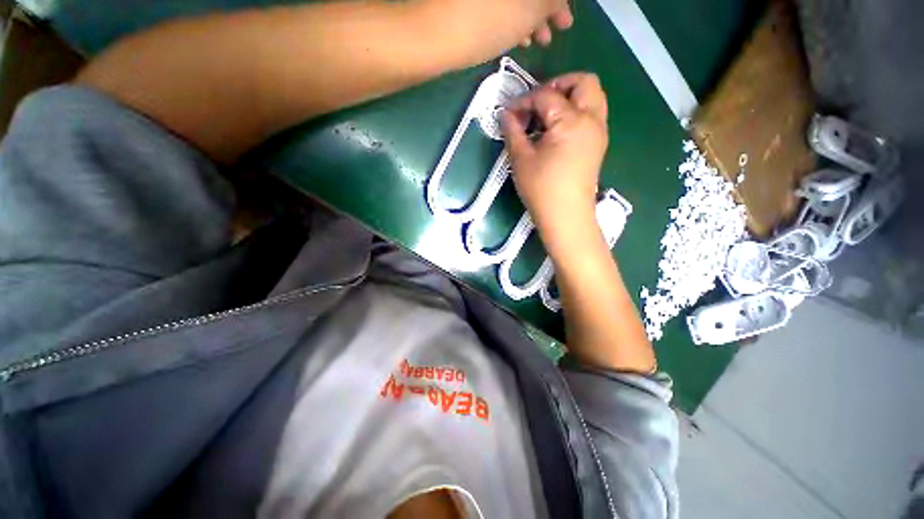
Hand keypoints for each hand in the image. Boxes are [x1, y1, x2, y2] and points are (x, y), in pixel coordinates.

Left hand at [420, 0, 572, 66]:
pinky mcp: (470, 5)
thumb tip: (559, 2)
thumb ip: (551, 1)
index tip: (566, 21)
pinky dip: (512, 19)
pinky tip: (517, 38)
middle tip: (556, 29)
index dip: (560, 2)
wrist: (435, 35)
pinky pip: (499, 5)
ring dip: (531, 16)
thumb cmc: (487, 20)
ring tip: (538, 41)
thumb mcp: (529, 8)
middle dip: (547, 7)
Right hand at [501, 73, 608, 256]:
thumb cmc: (542, 189)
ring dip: (569, 97)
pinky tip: (556, 131)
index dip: (524, 101)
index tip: (509, 113)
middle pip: (583, 82)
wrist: (566, 217)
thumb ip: (513, 132)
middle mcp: (592, 119)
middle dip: (557, 85)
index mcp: (571, 121)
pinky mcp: (598, 144)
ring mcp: (598, 132)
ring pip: (592, 96)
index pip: (546, 96)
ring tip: (546, 116)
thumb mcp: (521, 160)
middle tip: (536, 103)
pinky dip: (575, 112)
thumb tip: (506, 114)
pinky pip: (591, 114)